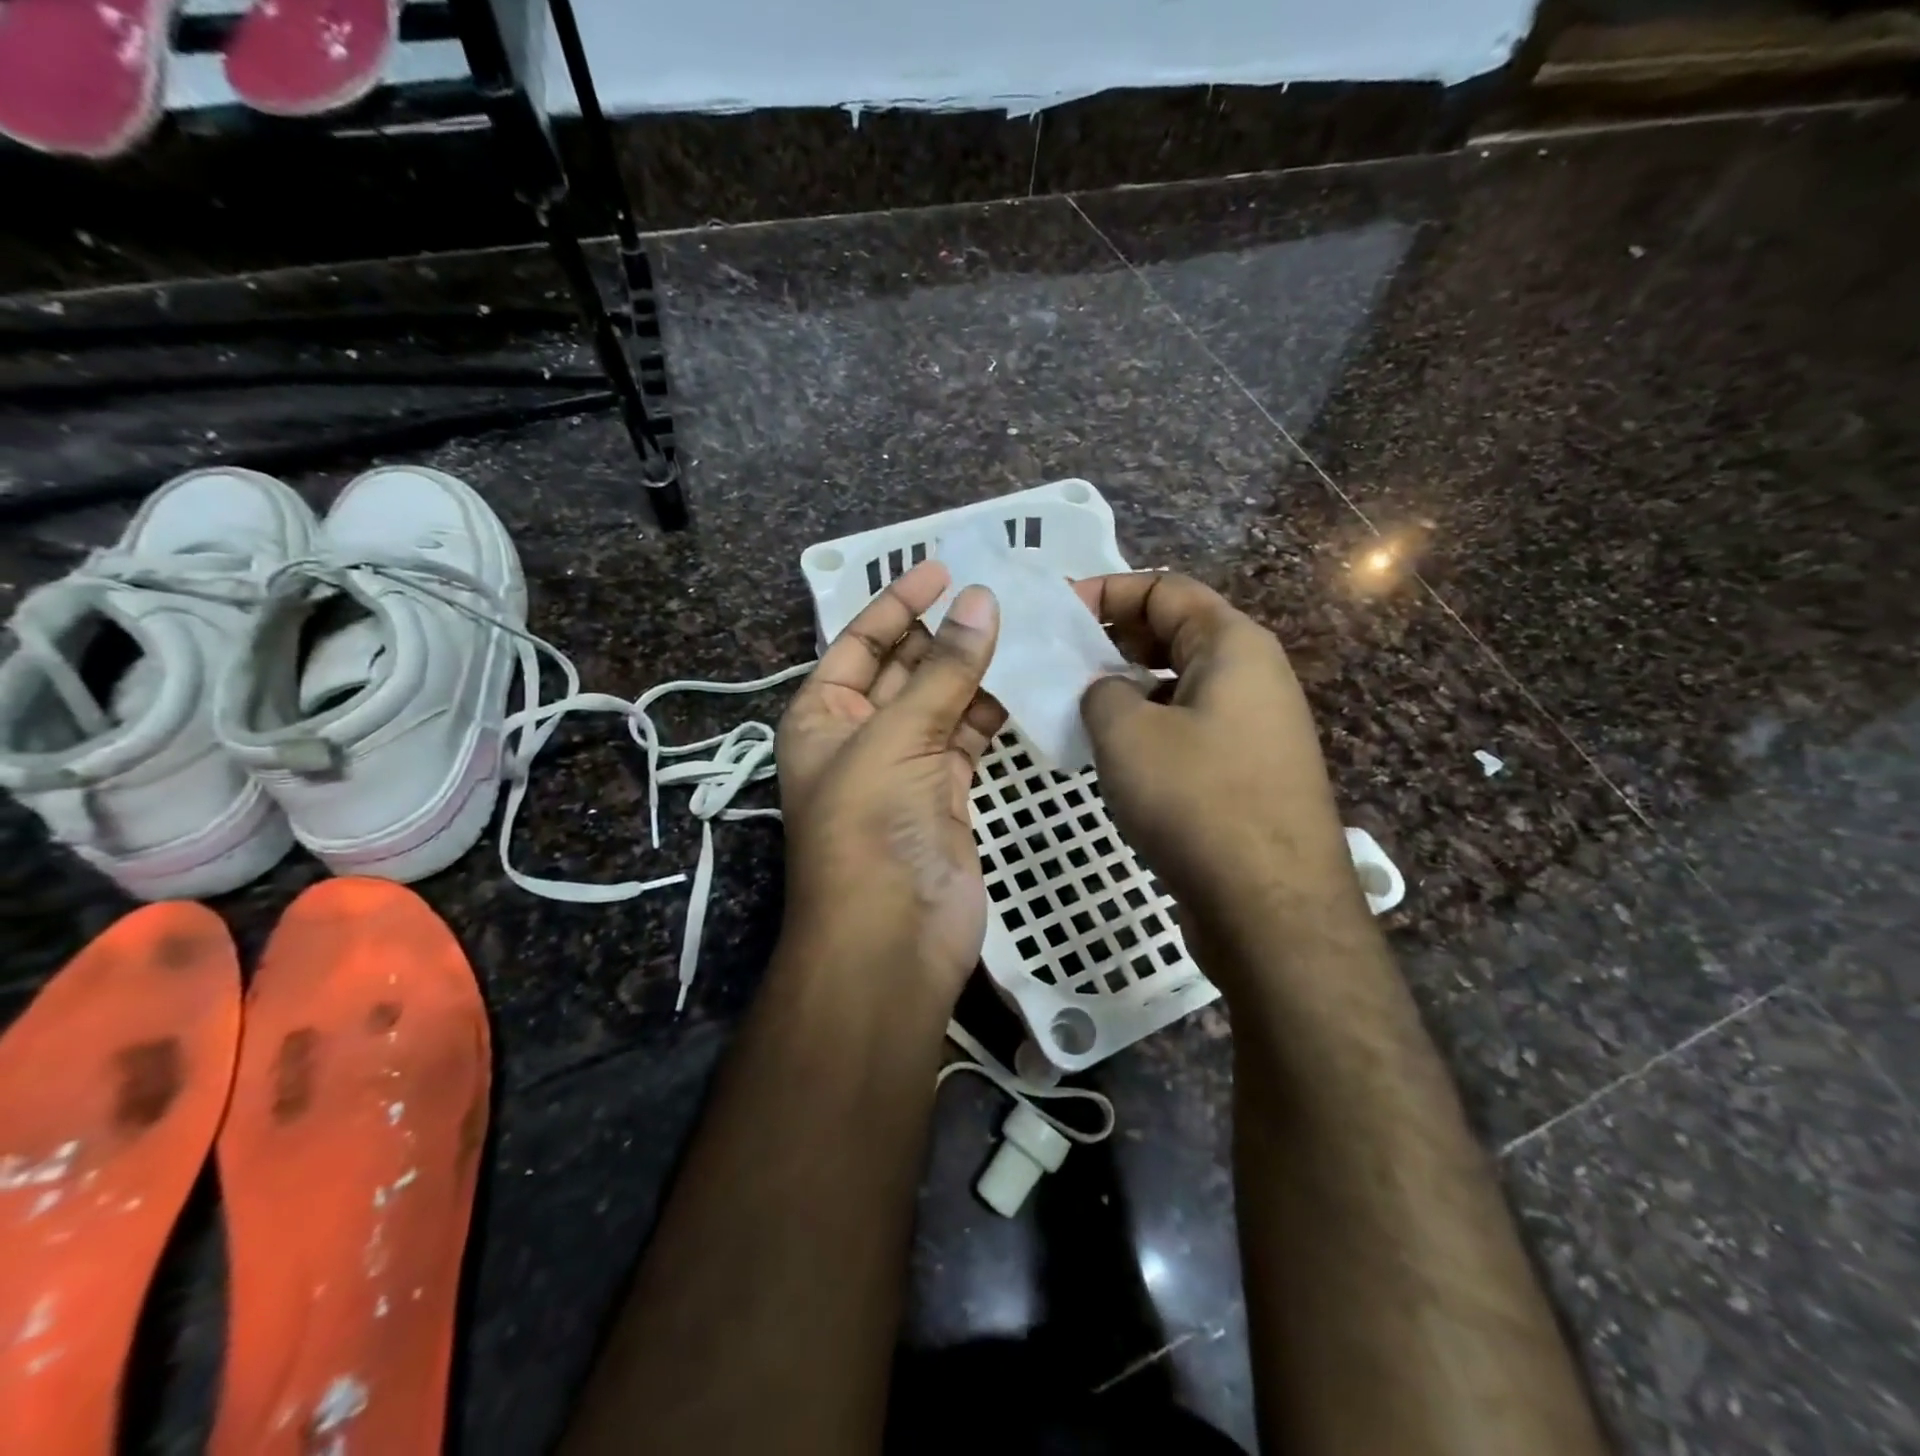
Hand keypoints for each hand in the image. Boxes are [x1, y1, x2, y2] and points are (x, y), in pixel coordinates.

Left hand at [776, 560, 1003, 1008]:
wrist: (892, 937)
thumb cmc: (870, 827)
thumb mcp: (897, 737)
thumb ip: (943, 670)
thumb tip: (982, 600)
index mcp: (823, 715)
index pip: (860, 642)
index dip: (897, 603)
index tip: (942, 567)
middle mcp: (860, 734)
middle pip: (904, 667)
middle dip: (943, 631)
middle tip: (996, 592)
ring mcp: (906, 765)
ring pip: (942, 700)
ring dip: (974, 669)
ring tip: (1021, 627)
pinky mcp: (947, 791)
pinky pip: (968, 735)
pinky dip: (991, 710)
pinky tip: (1025, 681)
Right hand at [1075, 572, 1359, 944]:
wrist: (1271, 906)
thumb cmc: (1196, 800)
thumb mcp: (1126, 734)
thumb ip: (1101, 692)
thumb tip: (1106, 693)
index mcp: (1232, 645)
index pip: (1164, 588)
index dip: (1106, 591)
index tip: (1057, 614)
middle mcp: (1252, 676)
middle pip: (1175, 633)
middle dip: (1114, 639)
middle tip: (1060, 661)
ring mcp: (1255, 727)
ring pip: (1179, 685)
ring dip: (1128, 688)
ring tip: (1076, 707)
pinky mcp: (1247, 772)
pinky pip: (1189, 728)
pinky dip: (1149, 727)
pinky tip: (1112, 755)